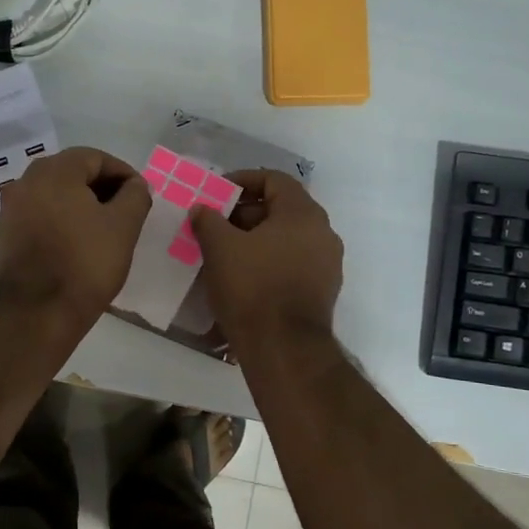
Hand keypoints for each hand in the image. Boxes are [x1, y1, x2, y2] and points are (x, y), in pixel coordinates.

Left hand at [0, 147, 151, 324]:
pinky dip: (60, 220)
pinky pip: (39, 215)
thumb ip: (135, 196)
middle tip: (125, 210)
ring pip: (53, 194)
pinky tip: (76, 242)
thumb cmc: (85, 263)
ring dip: (80, 203)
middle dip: (101, 187)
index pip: (94, 157)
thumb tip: (134, 185)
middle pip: (71, 172)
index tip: (140, 194)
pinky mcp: (5, 235)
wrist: (37, 313)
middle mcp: (25, 181)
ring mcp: (10, 209)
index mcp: (54, 172)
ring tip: (103, 228)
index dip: (122, 173)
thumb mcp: (124, 227)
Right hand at [190, 170, 341, 346]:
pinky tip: (244, 275)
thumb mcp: (220, 248)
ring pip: (287, 237)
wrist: (284, 348)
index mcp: (303, 214)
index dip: (243, 180)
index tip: (217, 193)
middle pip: (282, 208)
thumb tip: (202, 209)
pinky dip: (269, 260)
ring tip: (225, 251)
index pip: (274, 179)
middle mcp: (323, 233)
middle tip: (216, 224)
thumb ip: (208, 220)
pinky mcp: (322, 290)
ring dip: (256, 238)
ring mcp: (327, 264)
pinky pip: (293, 262)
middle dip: (245, 213)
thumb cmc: (252, 287)